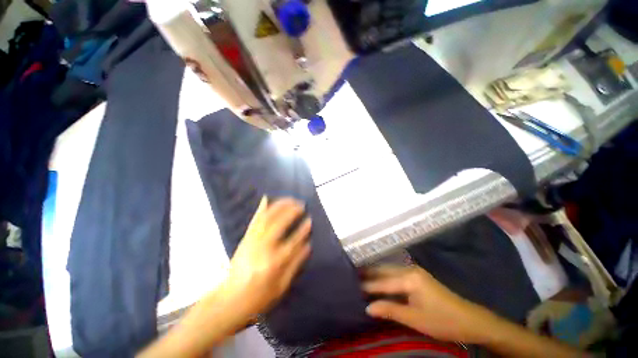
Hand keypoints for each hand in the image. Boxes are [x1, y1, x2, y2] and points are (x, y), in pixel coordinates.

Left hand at [220, 196, 311, 319]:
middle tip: (301, 204)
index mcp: (274, 263)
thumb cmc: (259, 296)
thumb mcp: (282, 286)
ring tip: (290, 199)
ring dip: (279, 206)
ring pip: (267, 218)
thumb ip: (296, 264)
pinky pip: (255, 220)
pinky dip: (261, 208)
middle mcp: (262, 248)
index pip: (293, 241)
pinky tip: (267, 198)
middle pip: (279, 224)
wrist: (230, 299)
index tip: (310, 220)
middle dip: (291, 211)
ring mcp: (252, 241)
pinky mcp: (246, 238)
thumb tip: (308, 245)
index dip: (303, 230)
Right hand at [363, 265, 496, 343]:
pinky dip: (386, 277)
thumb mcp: (415, 319)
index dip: (368, 286)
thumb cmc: (442, 321)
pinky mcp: (418, 276)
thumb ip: (390, 310)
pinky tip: (380, 281)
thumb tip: (368, 307)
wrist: (470, 320)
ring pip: (390, 270)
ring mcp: (415, 271)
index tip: (353, 286)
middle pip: (384, 270)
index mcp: (409, 278)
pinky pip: (396, 273)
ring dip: (377, 274)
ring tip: (363, 277)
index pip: (383, 282)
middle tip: (354, 276)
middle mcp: (410, 269)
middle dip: (370, 274)